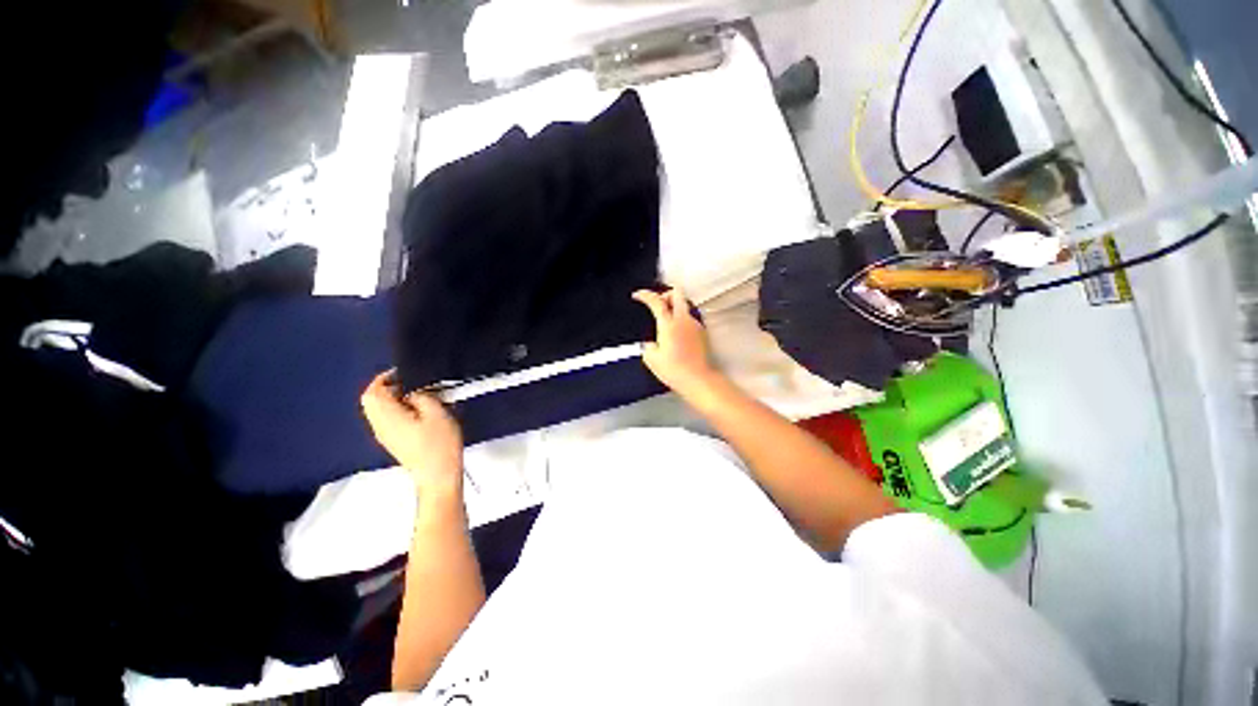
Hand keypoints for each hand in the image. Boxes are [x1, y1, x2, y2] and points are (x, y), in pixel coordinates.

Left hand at [361, 371, 463, 489]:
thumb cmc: (439, 444)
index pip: (372, 392)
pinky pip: (388, 419)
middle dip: (387, 387)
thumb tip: (413, 391)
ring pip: (379, 410)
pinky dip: (398, 409)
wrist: (438, 474)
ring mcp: (386, 435)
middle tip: (412, 382)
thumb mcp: (437, 412)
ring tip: (419, 395)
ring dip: (394, 398)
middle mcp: (380, 426)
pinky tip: (419, 411)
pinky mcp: (394, 441)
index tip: (403, 372)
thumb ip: (422, 396)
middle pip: (372, 401)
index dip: (384, 378)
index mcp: (388, 417)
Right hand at [632, 288, 720, 399]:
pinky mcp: (702, 332)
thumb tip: (651, 344)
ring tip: (666, 321)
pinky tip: (677, 334)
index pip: (656, 301)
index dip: (645, 295)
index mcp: (668, 324)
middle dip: (665, 294)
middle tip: (657, 304)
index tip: (638, 296)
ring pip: (684, 306)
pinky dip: (682, 320)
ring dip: (674, 308)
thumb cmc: (674, 370)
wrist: (698, 379)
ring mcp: (695, 325)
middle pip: (676, 294)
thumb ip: (648, 346)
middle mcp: (683, 320)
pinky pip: (690, 319)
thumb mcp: (651, 359)